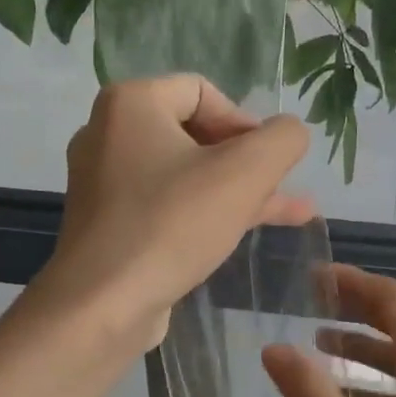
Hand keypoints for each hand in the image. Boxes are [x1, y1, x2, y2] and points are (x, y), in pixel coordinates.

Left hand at [36, 76, 312, 352]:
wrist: (103, 304)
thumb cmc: (173, 225)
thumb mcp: (245, 173)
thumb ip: (282, 140)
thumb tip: (290, 133)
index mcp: (131, 104)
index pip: (203, 92)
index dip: (247, 123)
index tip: (270, 163)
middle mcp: (109, 134)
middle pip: (195, 134)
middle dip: (247, 162)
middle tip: (281, 188)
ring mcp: (105, 183)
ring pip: (186, 175)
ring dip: (237, 191)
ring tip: (292, 211)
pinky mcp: (110, 225)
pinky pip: (167, 206)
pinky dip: (206, 213)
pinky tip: (247, 231)